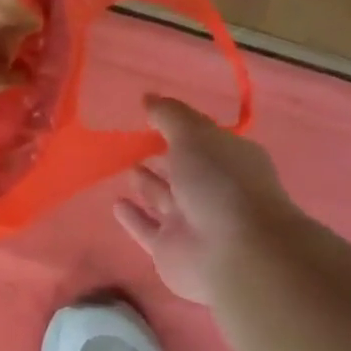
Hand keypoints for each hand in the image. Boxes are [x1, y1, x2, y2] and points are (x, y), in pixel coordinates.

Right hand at [114, 98, 294, 304]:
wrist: (234, 253)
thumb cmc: (220, 183)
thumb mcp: (195, 136)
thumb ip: (169, 115)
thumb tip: (148, 97)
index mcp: (229, 160)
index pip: (203, 140)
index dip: (181, 128)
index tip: (152, 115)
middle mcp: (213, 191)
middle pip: (184, 170)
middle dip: (164, 157)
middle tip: (135, 142)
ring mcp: (192, 223)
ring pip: (165, 199)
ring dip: (148, 185)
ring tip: (127, 168)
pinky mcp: (170, 249)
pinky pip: (146, 229)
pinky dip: (133, 217)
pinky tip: (116, 204)